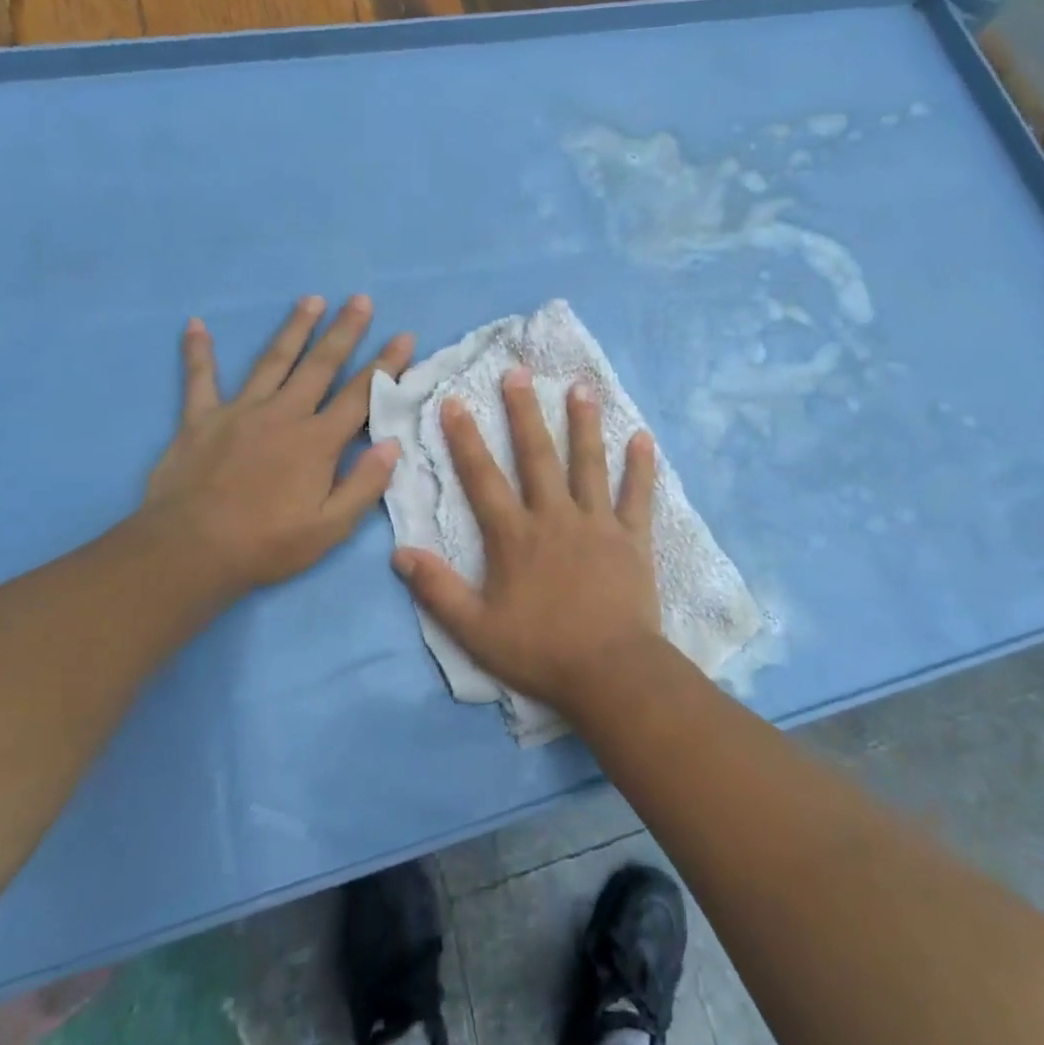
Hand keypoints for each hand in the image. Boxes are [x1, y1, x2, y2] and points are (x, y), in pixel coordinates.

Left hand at [142, 295, 413, 600]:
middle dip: (345, 331)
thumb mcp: (330, 528)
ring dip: (294, 329)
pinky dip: (198, 352)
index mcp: (318, 441)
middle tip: (360, 300)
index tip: (404, 336)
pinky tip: (195, 325)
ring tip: (311, 300)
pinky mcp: (200, 419)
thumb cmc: (267, 544)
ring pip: (273, 361)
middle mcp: (284, 414)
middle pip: (321, 365)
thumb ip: (365, 484)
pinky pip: (199, 379)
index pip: (361, 394)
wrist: (190, 552)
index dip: (386, 364)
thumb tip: (392, 444)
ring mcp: (240, 412)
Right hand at [392, 366, 663, 713]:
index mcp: (515, 537)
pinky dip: (640, 466)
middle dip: (524, 412)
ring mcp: (597, 523)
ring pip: (588, 464)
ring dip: (583, 424)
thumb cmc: (539, 651)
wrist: (609, 671)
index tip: (455, 401)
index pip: (483, 479)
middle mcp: (554, 517)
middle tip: (518, 372)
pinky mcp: (632, 538)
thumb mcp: (475, 630)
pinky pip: (637, 495)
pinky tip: (643, 437)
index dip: (466, 439)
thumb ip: (437, 590)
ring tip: (580, 388)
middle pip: (537, 456)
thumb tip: (400, 553)